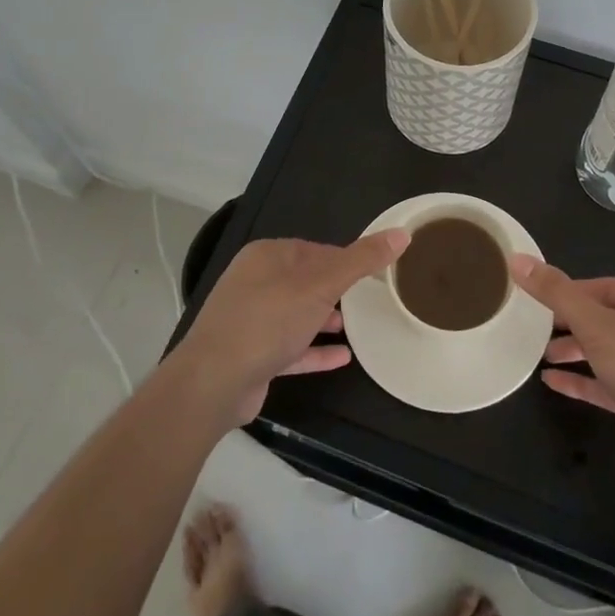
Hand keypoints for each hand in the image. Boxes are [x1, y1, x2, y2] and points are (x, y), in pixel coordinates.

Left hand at [176, 230, 409, 425]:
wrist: (213, 382)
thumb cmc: (268, 320)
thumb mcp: (321, 285)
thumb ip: (361, 260)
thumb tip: (401, 233)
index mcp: (268, 256)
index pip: (316, 250)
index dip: (346, 260)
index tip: (375, 273)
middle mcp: (255, 282)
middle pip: (306, 281)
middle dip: (335, 290)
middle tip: (370, 300)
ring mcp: (251, 320)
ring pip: (297, 315)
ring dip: (325, 320)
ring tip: (358, 326)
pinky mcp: (252, 356)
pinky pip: (291, 348)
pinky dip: (315, 350)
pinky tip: (343, 357)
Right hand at [510, 254, 614, 482]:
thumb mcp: (596, 326)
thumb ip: (556, 293)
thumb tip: (517, 257)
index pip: (592, 286)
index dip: (560, 294)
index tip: (528, 306)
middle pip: (600, 316)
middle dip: (566, 325)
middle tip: (529, 334)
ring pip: (608, 350)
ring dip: (575, 353)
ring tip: (539, 359)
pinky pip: (614, 380)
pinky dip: (587, 380)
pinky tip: (556, 385)